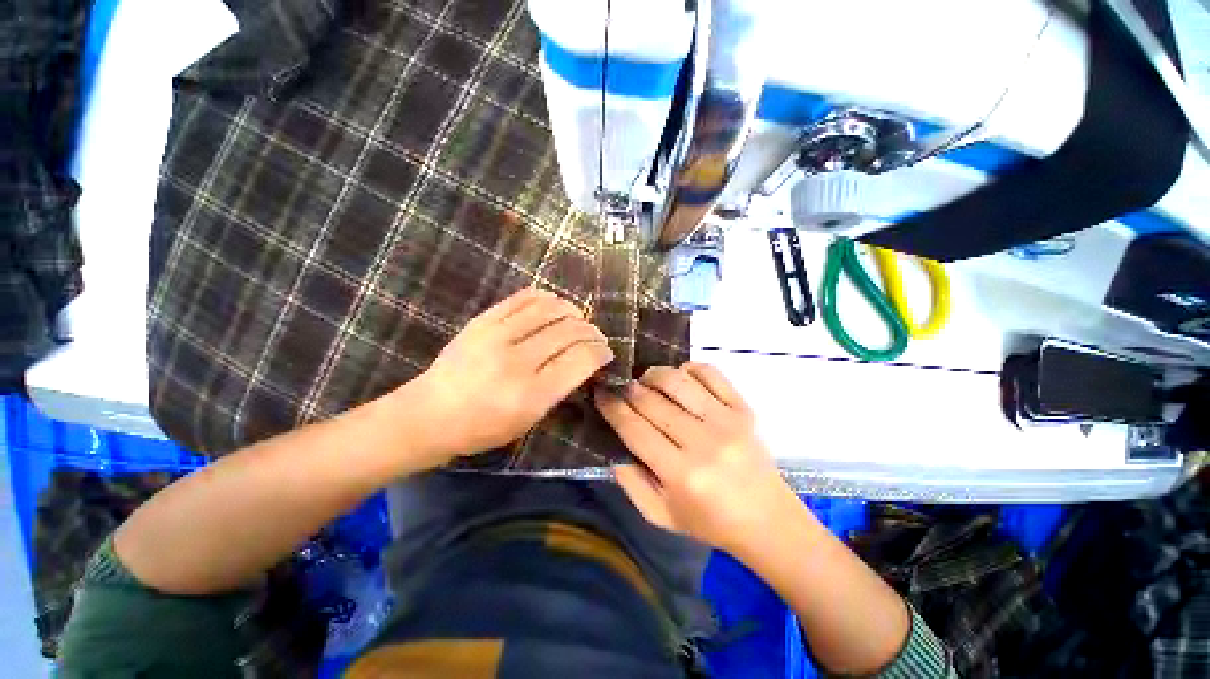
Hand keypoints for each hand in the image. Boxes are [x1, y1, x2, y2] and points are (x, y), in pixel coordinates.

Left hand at [410, 288, 613, 461]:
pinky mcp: (483, 320)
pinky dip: (547, 298)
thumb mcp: (529, 421)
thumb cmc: (483, 428)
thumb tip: (585, 361)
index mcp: (531, 395)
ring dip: (573, 311)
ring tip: (578, 318)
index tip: (606, 352)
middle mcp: (517, 361)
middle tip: (596, 337)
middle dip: (592, 332)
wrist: (429, 413)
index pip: (581, 360)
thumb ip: (560, 389)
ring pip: (551, 309)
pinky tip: (555, 305)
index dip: (601, 352)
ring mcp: (497, 335)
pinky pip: (523, 297)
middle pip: (570, 332)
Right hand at [595, 363, 801, 556]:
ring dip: (654, 374)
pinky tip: (680, 376)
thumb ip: (631, 483)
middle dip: (629, 390)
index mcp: (680, 474)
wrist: (768, 520)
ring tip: (646, 380)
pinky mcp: (744, 409)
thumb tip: (614, 446)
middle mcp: (703, 442)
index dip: (612, 407)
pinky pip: (711, 374)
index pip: (635, 429)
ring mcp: (726, 421)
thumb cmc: (710, 522)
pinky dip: (690, 368)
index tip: (600, 394)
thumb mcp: (661, 516)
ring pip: (678, 382)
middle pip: (652, 402)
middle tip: (621, 389)